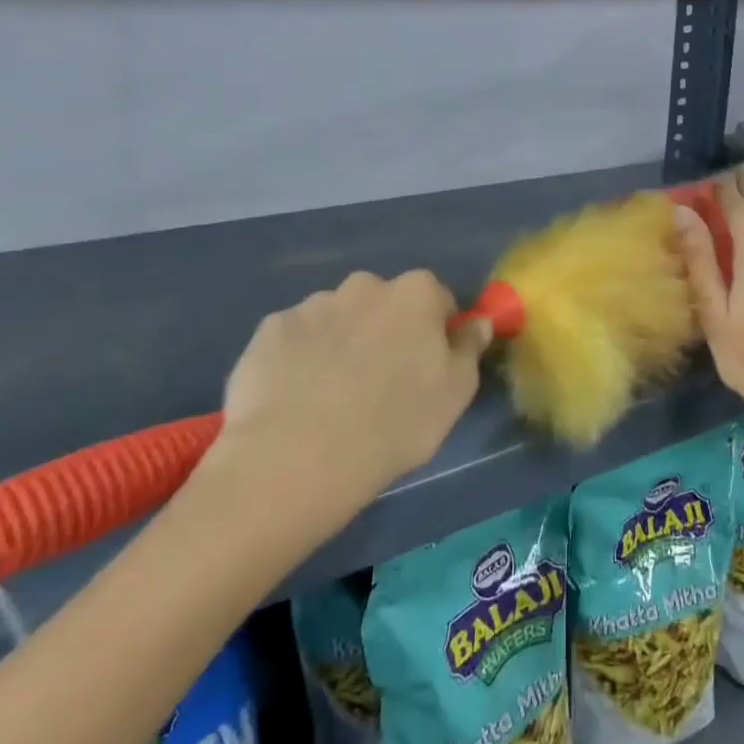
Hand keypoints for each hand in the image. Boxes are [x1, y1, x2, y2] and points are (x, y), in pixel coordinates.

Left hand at [205, 270, 490, 504]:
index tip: (427, 369)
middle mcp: (364, 285)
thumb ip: (469, 348)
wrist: (299, 457)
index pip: (437, 300)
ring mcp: (311, 305)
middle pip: (384, 304)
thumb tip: (475, 322)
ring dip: (342, 343)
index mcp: (415, 293)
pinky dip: (300, 359)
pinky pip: (295, 339)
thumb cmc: (395, 423)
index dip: (435, 333)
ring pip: (337, 319)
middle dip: (385, 332)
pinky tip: (296, 399)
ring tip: (331, 398)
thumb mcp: (455, 393)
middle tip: (380, 384)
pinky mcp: (268, 331)